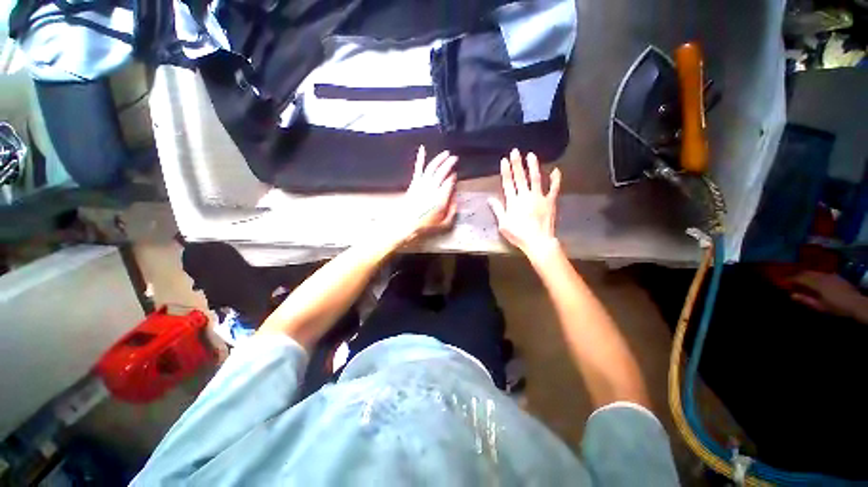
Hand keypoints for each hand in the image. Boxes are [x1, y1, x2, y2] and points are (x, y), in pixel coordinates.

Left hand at [394, 146, 457, 243]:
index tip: (455, 175)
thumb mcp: (444, 223)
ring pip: (432, 167)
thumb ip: (453, 210)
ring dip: (439, 159)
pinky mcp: (414, 183)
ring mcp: (422, 184)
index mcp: (440, 198)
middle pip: (442, 172)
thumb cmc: (426, 225)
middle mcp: (432, 189)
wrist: (406, 224)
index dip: (453, 177)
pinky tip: (422, 149)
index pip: (449, 182)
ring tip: (446, 153)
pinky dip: (420, 158)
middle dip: (449, 163)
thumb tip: (456, 198)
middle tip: (455, 158)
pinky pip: (418, 168)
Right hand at [488, 149, 561, 256]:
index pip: (508, 183)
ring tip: (531, 155)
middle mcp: (525, 196)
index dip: (506, 171)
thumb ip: (498, 210)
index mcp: (513, 202)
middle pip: (520, 177)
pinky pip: (554, 188)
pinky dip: (555, 179)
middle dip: (517, 163)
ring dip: (533, 166)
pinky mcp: (550, 201)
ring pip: (536, 178)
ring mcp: (539, 197)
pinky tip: (556, 170)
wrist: (538, 241)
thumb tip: (489, 199)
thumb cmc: (518, 234)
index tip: (504, 160)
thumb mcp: (503, 224)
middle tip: (515, 151)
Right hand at [788, 271, 867, 321]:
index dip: (791, 278)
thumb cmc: (836, 306)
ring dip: (807, 274)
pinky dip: (815, 275)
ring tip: (802, 278)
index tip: (783, 280)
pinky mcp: (835, 276)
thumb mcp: (820, 306)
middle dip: (798, 274)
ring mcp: (830, 275)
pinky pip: (822, 273)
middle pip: (807, 272)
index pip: (800, 278)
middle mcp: (822, 276)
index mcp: (817, 283)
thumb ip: (806, 300)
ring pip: (815, 272)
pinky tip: (816, 280)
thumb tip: (791, 295)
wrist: (856, 303)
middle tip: (791, 278)